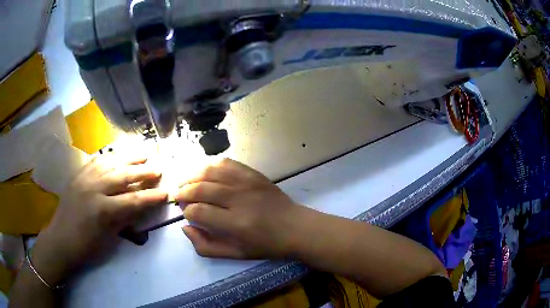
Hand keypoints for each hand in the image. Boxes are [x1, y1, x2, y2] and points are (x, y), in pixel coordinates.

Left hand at [31, 154, 167, 284]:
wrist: (60, 240)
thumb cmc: (86, 246)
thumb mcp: (108, 238)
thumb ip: (124, 219)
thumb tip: (140, 206)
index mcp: (103, 210)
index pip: (133, 201)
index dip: (151, 197)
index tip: (166, 192)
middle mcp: (94, 189)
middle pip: (123, 175)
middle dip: (143, 171)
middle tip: (158, 167)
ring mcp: (84, 178)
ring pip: (110, 162)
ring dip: (128, 157)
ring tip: (142, 152)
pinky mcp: (77, 175)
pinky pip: (95, 160)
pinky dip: (109, 156)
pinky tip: (117, 153)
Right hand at [176, 159, 307, 258]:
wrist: (295, 227)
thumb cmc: (265, 244)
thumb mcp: (235, 254)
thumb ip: (206, 246)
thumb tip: (185, 228)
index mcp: (235, 224)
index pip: (198, 212)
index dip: (187, 212)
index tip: (187, 214)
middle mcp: (239, 199)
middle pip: (201, 188)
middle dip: (184, 191)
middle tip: (178, 195)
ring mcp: (247, 183)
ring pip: (210, 171)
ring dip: (192, 175)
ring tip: (185, 182)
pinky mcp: (254, 174)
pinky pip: (226, 163)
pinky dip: (211, 165)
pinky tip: (204, 171)